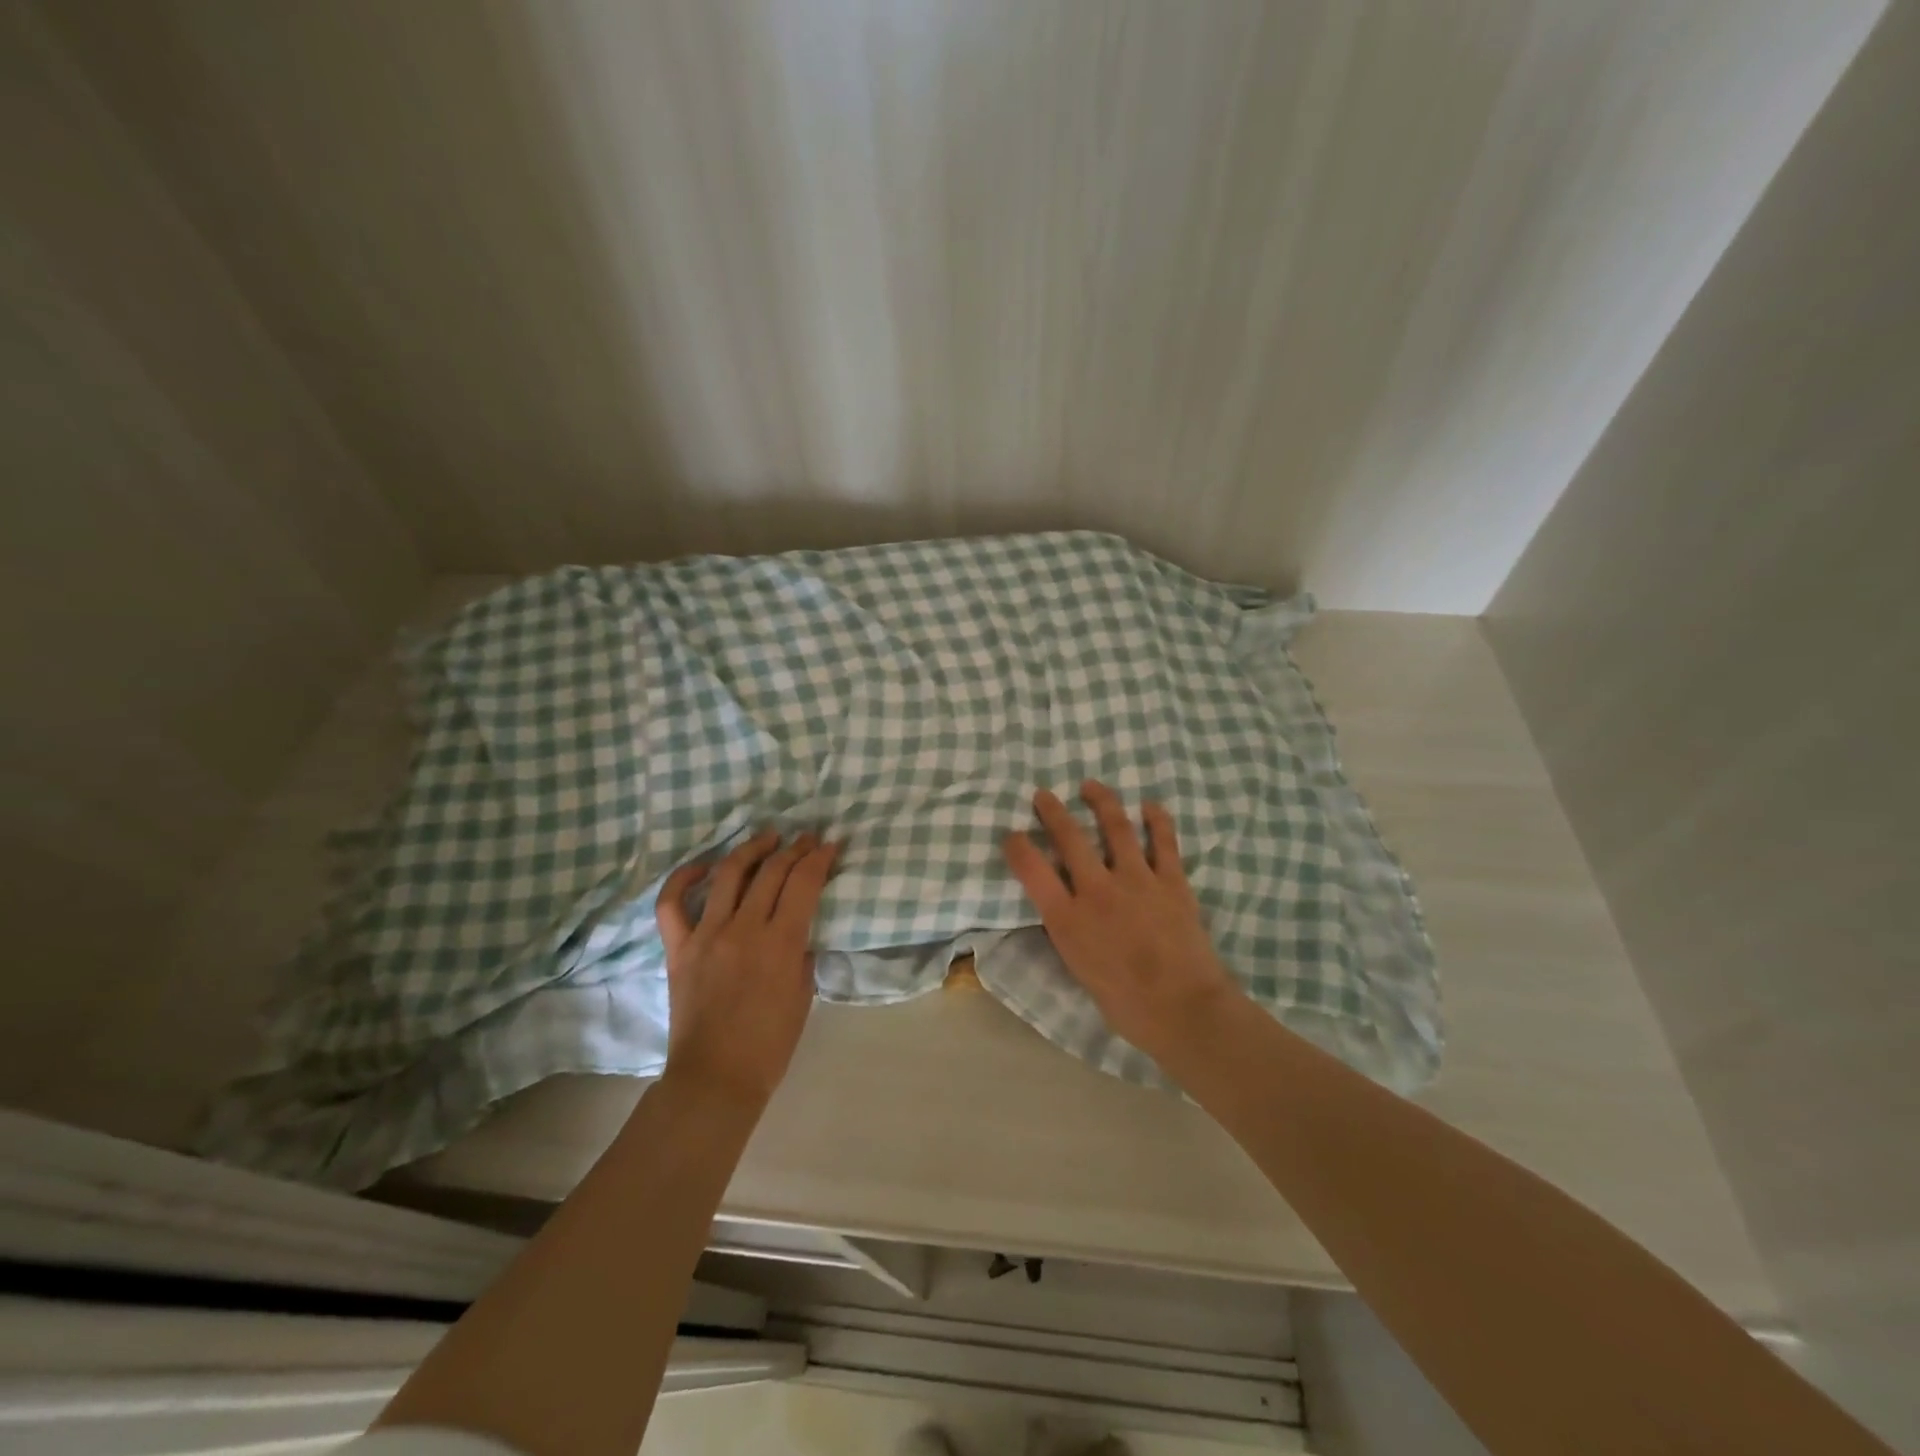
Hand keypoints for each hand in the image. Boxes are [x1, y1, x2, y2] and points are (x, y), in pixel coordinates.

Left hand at [655, 829, 840, 1104]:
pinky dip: (684, 878)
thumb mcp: (803, 995)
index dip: (819, 858)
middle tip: (806, 838)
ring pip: (728, 874)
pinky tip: (704, 867)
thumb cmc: (770, 1044)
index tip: (829, 845)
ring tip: (767, 838)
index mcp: (780, 943)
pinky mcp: (678, 948)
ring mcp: (706, 935)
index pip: (803, 883)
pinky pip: (672, 904)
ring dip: (750, 849)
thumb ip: (801, 953)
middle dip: (794, 848)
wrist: (716, 1078)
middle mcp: (743, 929)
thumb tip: (797, 929)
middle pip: (771, 871)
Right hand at [1003, 782, 1243, 1069]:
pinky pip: (1163, 841)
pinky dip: (1156, 820)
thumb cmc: (1126, 1005)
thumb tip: (1066, 911)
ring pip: (1116, 827)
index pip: (1032, 870)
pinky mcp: (1171, 881)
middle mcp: (1097, 890)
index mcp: (1068, 919)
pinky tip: (1149, 806)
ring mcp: (1137, 880)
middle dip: (1053, 811)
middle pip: (1070, 837)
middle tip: (1044, 794)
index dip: (1017, 847)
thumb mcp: (1079, 970)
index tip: (1012, 835)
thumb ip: (1070, 933)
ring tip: (1092, 786)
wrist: (1184, 1010)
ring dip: (1101, 801)